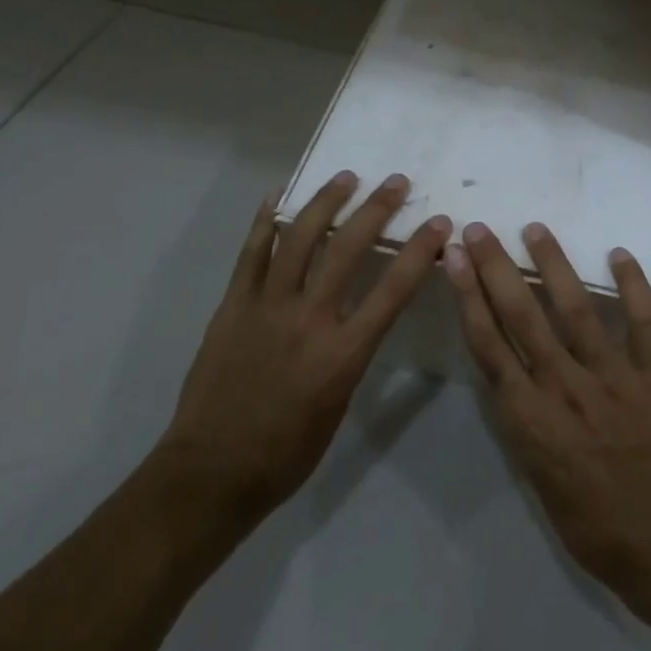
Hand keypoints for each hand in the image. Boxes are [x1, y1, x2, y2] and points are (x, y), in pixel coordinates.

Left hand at [157, 171, 450, 538]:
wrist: (211, 472)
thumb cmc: (287, 452)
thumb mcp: (340, 404)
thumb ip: (353, 351)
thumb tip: (362, 315)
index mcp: (342, 353)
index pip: (392, 290)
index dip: (419, 251)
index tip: (438, 223)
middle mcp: (308, 319)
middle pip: (347, 250)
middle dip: (376, 209)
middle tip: (395, 181)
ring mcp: (265, 307)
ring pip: (299, 239)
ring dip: (325, 202)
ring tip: (345, 177)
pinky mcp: (232, 306)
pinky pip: (251, 254)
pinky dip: (267, 221)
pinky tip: (279, 197)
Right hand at [446, 221, 650, 615]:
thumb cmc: (587, 519)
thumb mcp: (533, 472)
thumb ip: (520, 416)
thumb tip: (506, 371)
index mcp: (528, 415)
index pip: (488, 342)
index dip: (468, 296)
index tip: (454, 258)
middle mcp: (563, 385)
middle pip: (521, 315)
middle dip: (496, 268)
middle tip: (480, 229)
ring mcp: (609, 376)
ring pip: (575, 309)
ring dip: (553, 264)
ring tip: (534, 229)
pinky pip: (642, 322)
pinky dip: (632, 286)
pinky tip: (618, 253)